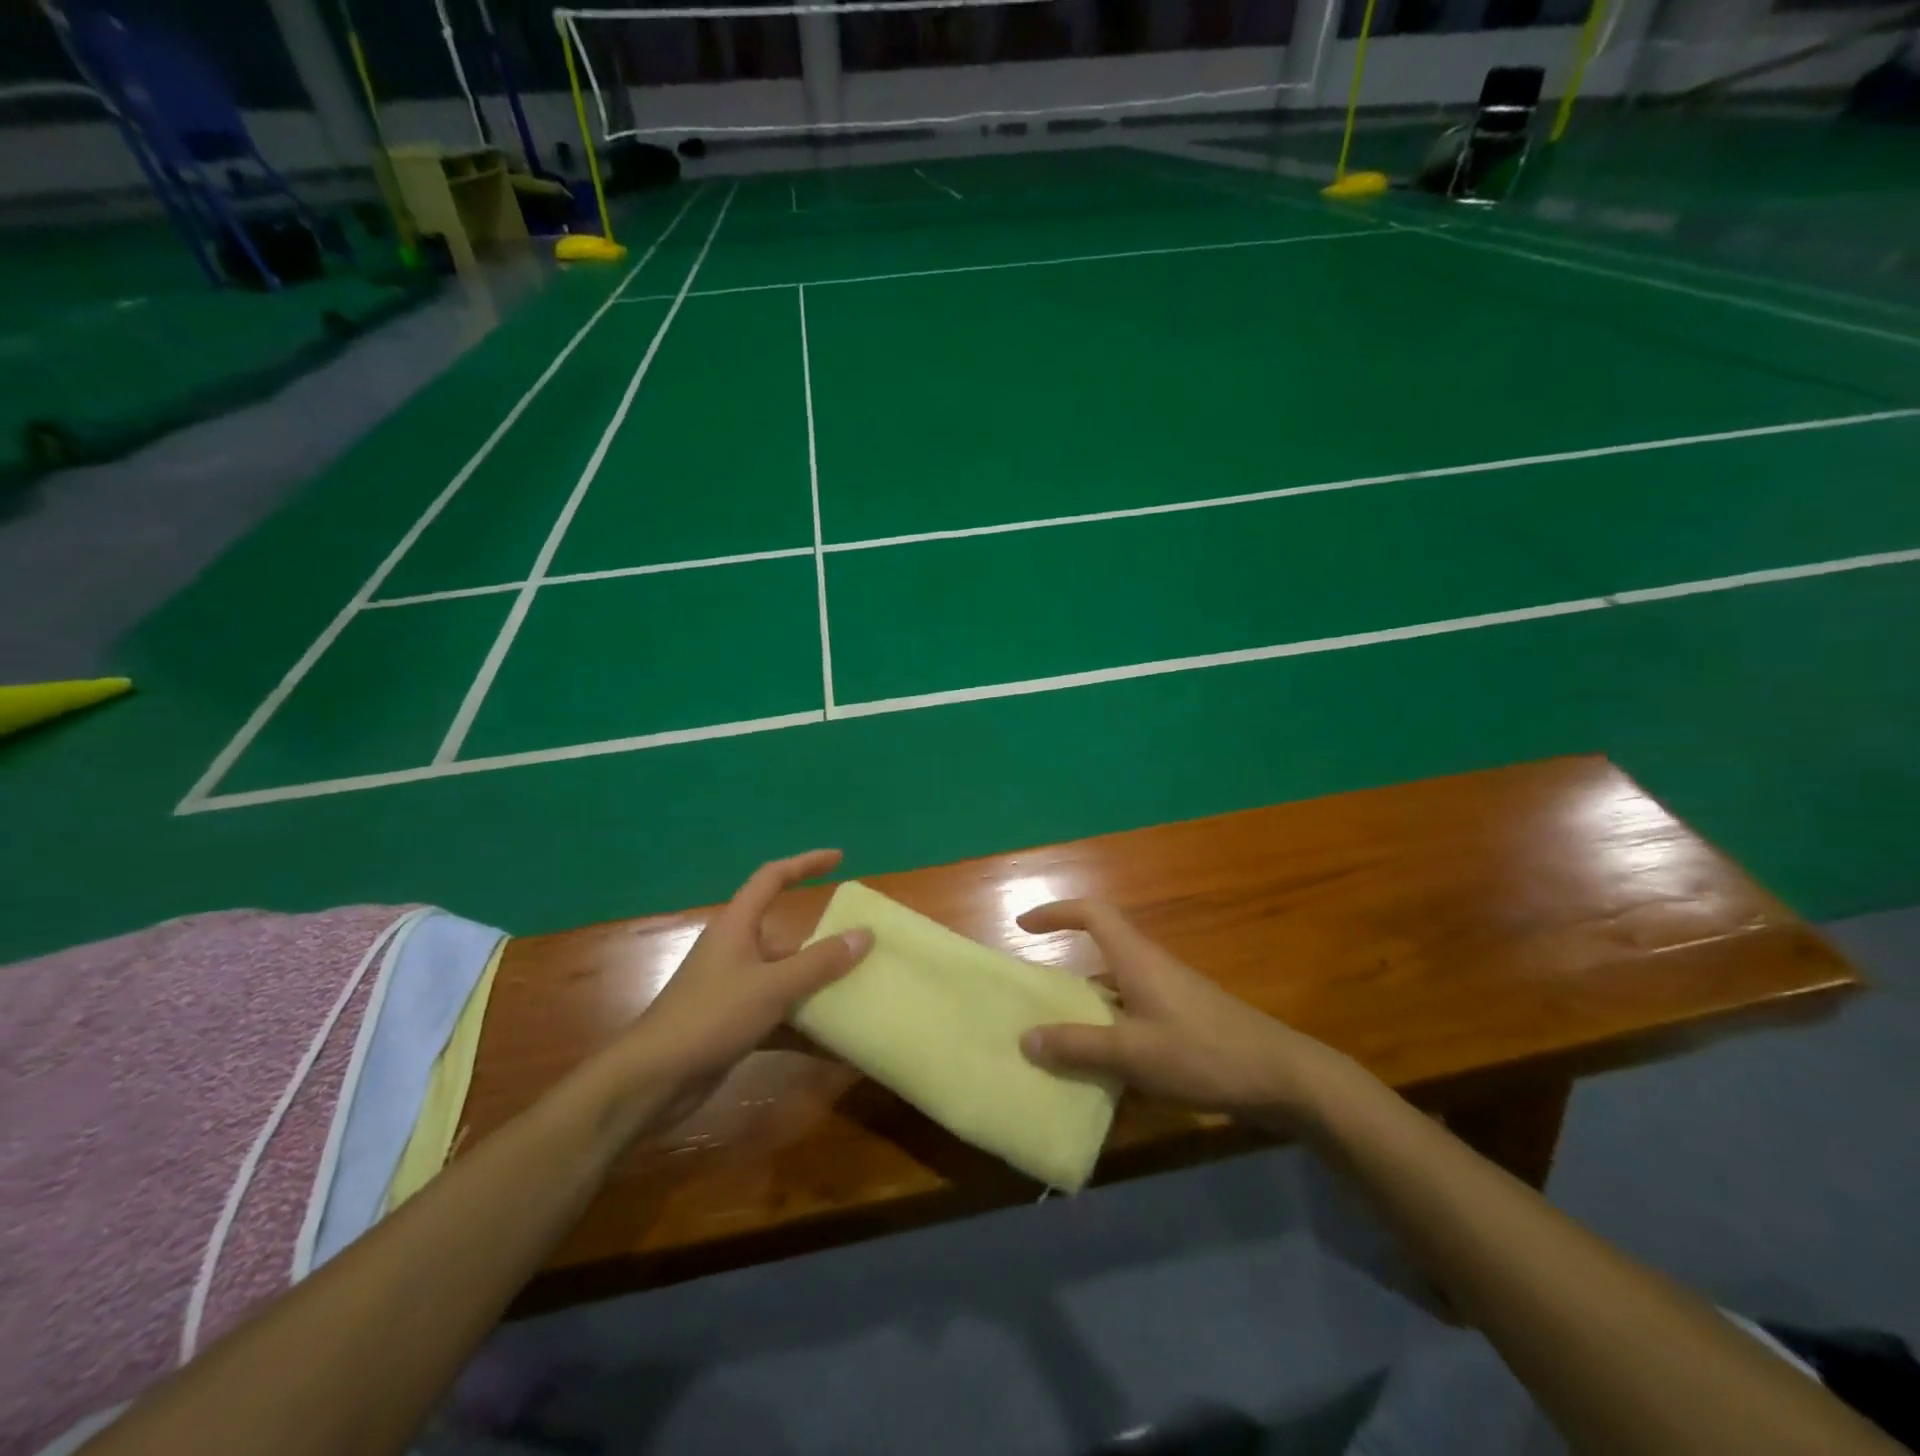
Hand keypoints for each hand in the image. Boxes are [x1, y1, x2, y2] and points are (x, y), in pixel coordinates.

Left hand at [617, 849, 871, 1130]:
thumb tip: (864, 935)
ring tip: (859, 993)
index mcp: (738, 926)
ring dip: (818, 987)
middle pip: (787, 935)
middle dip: (823, 942)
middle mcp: (736, 950)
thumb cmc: (711, 1017)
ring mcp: (734, 988)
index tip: (840, 859)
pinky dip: (804, 1025)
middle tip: (862, 946)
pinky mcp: (734, 1023)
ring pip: (786, 978)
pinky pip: (779, 1014)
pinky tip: (835, 1043)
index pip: (772, 878)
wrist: (653, 1080)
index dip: (805, 863)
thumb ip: (819, 962)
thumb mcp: (772, 987)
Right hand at [1017, 900, 1337, 1120]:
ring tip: (1058, 1037)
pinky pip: (1134, 1012)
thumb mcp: (1134, 1054)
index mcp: (1137, 960)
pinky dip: (1111, 1027)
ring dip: (1087, 1005)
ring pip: (1117, 987)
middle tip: (1034, 996)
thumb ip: (1079, 1046)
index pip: (1092, 914)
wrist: (1282, 1076)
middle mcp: (1151, 967)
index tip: (1024, 925)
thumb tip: (1026, 1038)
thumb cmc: (1204, 1053)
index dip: (1056, 912)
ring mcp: (1171, 993)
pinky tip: (1105, 1066)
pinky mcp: (1185, 1019)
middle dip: (1065, 967)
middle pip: (1101, 951)